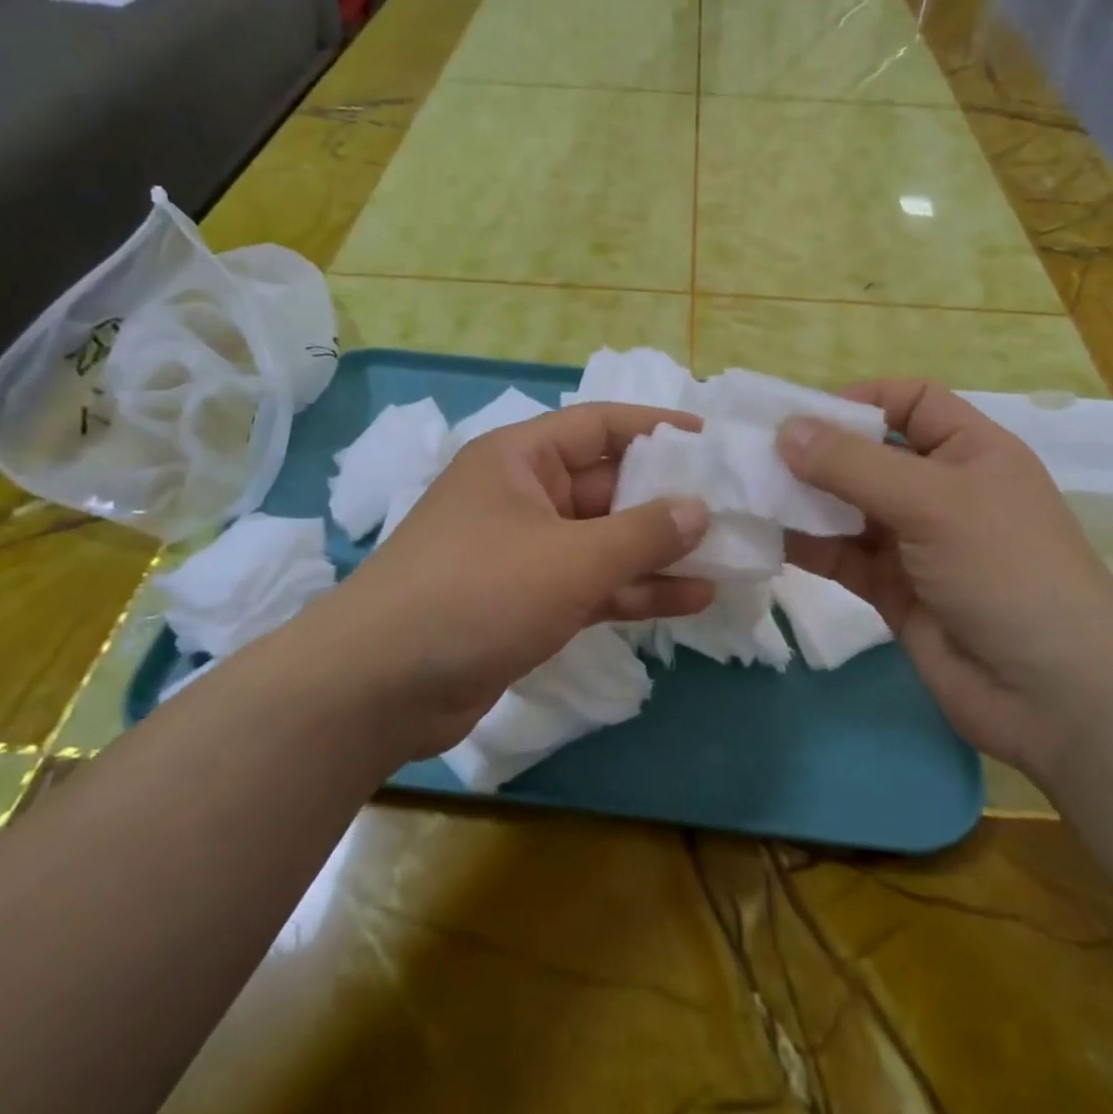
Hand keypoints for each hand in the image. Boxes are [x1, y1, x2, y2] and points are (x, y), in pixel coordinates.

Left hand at [310, 403, 712, 760]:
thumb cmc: (477, 593)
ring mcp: (525, 552)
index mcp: (521, 459)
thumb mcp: (570, 558)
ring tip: (728, 557)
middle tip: (733, 509)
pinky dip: (634, 590)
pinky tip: (691, 599)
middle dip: (668, 500)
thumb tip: (698, 508)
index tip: (710, 442)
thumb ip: (641, 533)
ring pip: (605, 541)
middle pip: (608, 487)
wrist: (379, 687)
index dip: (656, 428)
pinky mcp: (526, 602)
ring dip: (659, 551)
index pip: (599, 426)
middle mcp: (524, 496)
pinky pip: (591, 584)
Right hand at [778, 380, 1112, 774]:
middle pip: (870, 454)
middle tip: (755, 455)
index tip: (803, 416)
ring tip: (750, 493)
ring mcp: (916, 543)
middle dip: (818, 452)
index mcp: (970, 451)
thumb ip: (854, 465)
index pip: (911, 402)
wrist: (1056, 697)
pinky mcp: (894, 590)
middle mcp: (941, 490)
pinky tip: (768, 538)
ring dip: (805, 500)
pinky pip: (842, 555)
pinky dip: (808, 545)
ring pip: (849, 507)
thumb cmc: (1007, 571)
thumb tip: (785, 429)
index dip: (861, 399)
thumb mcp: (933, 501)